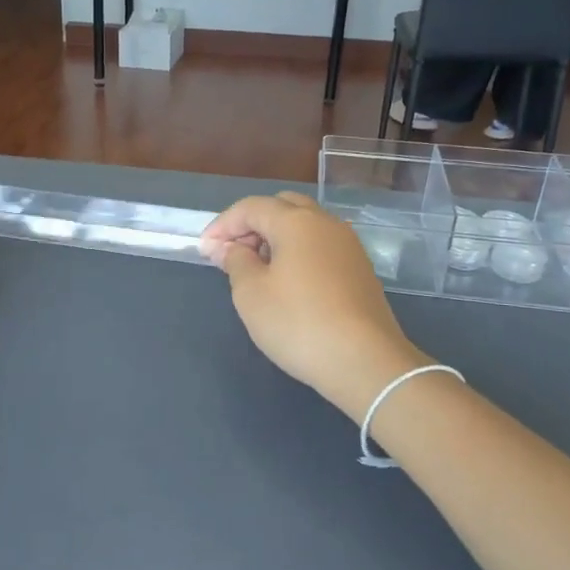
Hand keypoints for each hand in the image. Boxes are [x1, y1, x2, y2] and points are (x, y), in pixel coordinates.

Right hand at [200, 192, 429, 421]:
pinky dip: (298, 253)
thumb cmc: (298, 323)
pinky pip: (321, 247)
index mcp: (297, 222)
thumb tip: (231, 248)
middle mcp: (326, 223)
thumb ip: (236, 262)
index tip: (205, 250)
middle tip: (232, 254)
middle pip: (282, 207)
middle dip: (252, 225)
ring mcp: (348, 246)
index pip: (251, 207)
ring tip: (257, 270)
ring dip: (276, 238)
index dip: (223, 225)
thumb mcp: (251, 294)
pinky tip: (288, 283)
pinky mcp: (360, 269)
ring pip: (305, 226)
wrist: (364, 362)